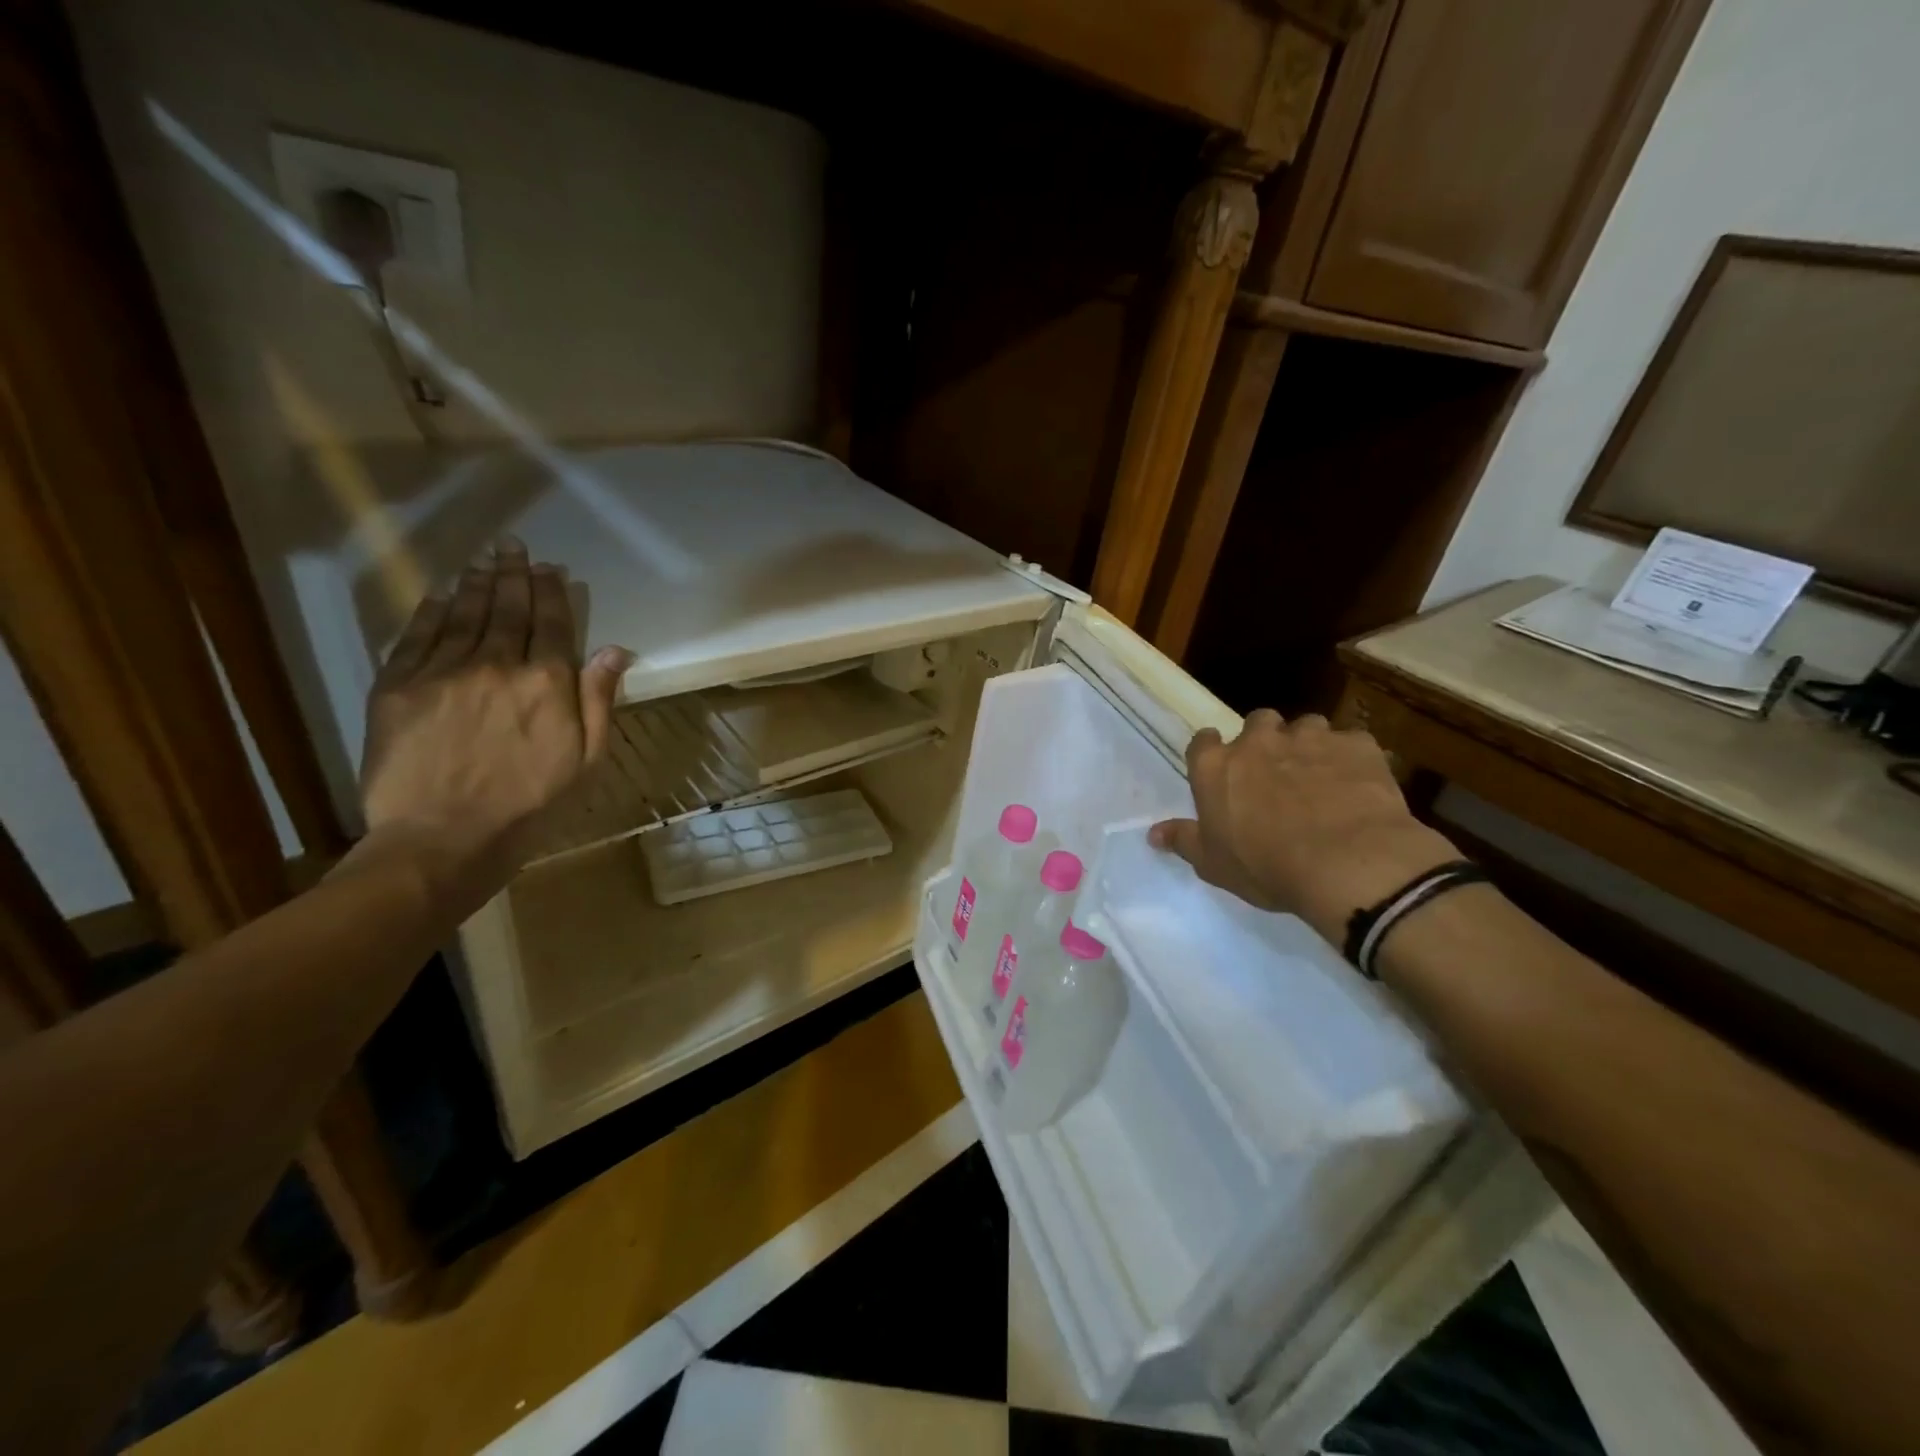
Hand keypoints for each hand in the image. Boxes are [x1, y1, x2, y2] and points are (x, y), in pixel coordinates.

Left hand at [358, 539, 632, 898]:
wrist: (443, 838)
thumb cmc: (530, 805)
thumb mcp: (587, 760)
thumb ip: (598, 700)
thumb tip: (615, 650)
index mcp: (547, 683)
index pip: (553, 624)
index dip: (552, 593)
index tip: (550, 569)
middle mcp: (497, 665)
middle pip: (507, 609)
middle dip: (513, 575)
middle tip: (513, 547)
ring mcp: (442, 672)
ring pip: (462, 614)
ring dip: (474, 584)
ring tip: (483, 560)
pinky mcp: (397, 687)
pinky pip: (417, 636)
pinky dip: (430, 610)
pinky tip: (439, 594)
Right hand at [1149, 710, 1458, 944]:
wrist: (1348, 864)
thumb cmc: (1267, 867)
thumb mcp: (1214, 864)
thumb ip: (1183, 840)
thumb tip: (1153, 833)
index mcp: (1216, 766)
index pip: (1202, 741)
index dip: (1212, 754)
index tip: (1223, 773)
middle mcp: (1258, 740)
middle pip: (1257, 722)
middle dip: (1264, 742)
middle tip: (1275, 775)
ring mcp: (1310, 737)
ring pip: (1306, 727)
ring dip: (1308, 746)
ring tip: (1320, 779)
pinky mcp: (1357, 744)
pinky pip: (1351, 743)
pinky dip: (1351, 759)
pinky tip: (1358, 786)